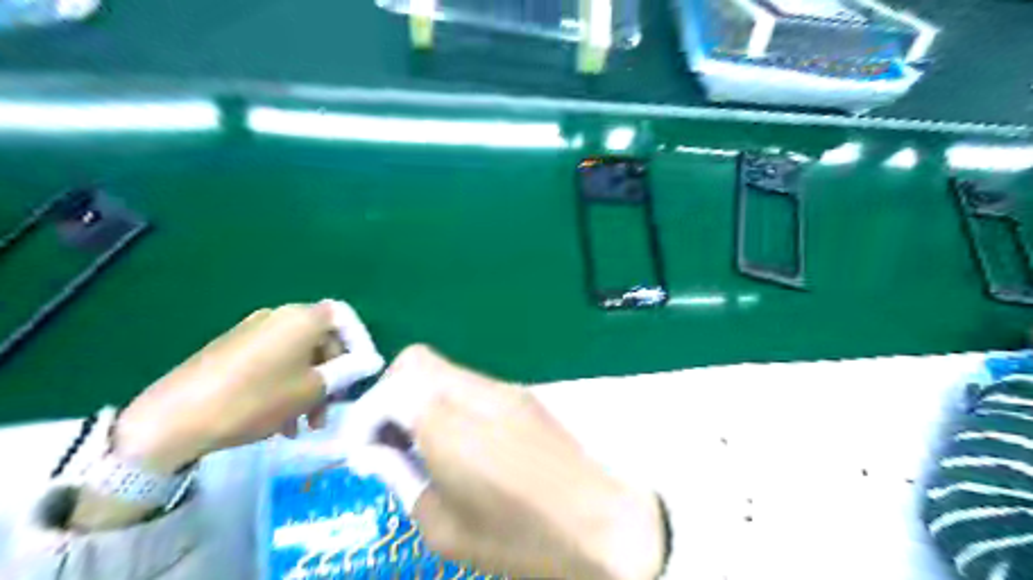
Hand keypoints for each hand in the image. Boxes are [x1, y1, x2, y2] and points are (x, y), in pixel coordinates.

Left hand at [117, 301, 381, 473]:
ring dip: (310, 388)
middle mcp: (279, 317)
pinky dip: (286, 386)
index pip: (344, 317)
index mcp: (302, 318)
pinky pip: (274, 363)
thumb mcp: (311, 389)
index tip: (362, 373)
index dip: (360, 342)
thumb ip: (347, 372)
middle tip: (333, 408)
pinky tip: (280, 423)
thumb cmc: (255, 399)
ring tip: (306, 426)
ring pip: (298, 356)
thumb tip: (371, 362)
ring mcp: (253, 332)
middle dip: (333, 375)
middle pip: (322, 339)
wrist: (172, 420)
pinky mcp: (233, 350)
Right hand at [339, 346, 660, 579]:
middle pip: (416, 362)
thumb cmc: (520, 537)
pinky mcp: (523, 395)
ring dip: (422, 398)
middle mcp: (476, 392)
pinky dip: (450, 402)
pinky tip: (463, 441)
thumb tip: (382, 451)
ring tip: (427, 444)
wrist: (601, 523)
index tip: (367, 451)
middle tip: (393, 440)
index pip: (391, 387)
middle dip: (391, 395)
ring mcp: (505, 388)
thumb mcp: (444, 528)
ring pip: (444, 370)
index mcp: (450, 424)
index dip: (367, 417)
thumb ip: (403, 479)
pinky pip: (471, 384)